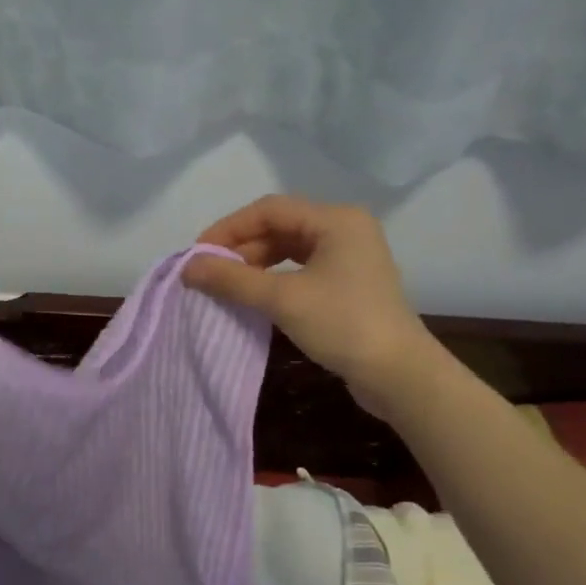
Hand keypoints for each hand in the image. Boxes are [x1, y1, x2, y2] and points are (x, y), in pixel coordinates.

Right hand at [183, 195, 430, 405]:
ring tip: (226, 286)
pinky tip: (254, 297)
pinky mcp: (348, 284)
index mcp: (335, 220)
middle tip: (208, 274)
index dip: (229, 228)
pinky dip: (274, 279)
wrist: (398, 374)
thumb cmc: (342, 325)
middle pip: (280, 227)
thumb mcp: (282, 299)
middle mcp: (345, 229)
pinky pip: (301, 270)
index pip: (269, 209)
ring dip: (255, 265)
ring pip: (289, 250)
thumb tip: (187, 267)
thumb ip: (232, 280)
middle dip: (241, 248)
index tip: (198, 254)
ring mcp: (349, 258)